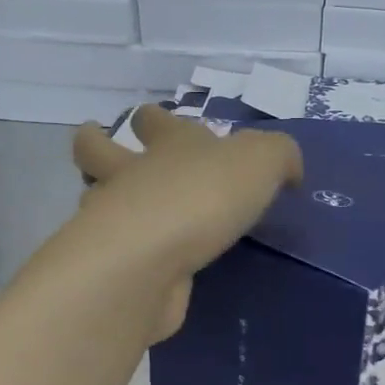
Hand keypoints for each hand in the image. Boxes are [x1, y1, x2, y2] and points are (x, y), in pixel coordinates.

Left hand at [68, 105, 301, 340]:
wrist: (151, 261)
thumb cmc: (204, 197)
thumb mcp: (261, 161)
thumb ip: (279, 157)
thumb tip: (289, 171)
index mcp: (170, 144)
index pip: (154, 120)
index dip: (153, 118)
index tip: (154, 123)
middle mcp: (133, 176)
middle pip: (98, 149)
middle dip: (96, 144)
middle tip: (105, 153)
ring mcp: (115, 221)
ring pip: (96, 198)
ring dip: (103, 200)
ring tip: (122, 211)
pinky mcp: (115, 266)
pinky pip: (118, 252)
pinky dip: (125, 252)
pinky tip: (143, 263)